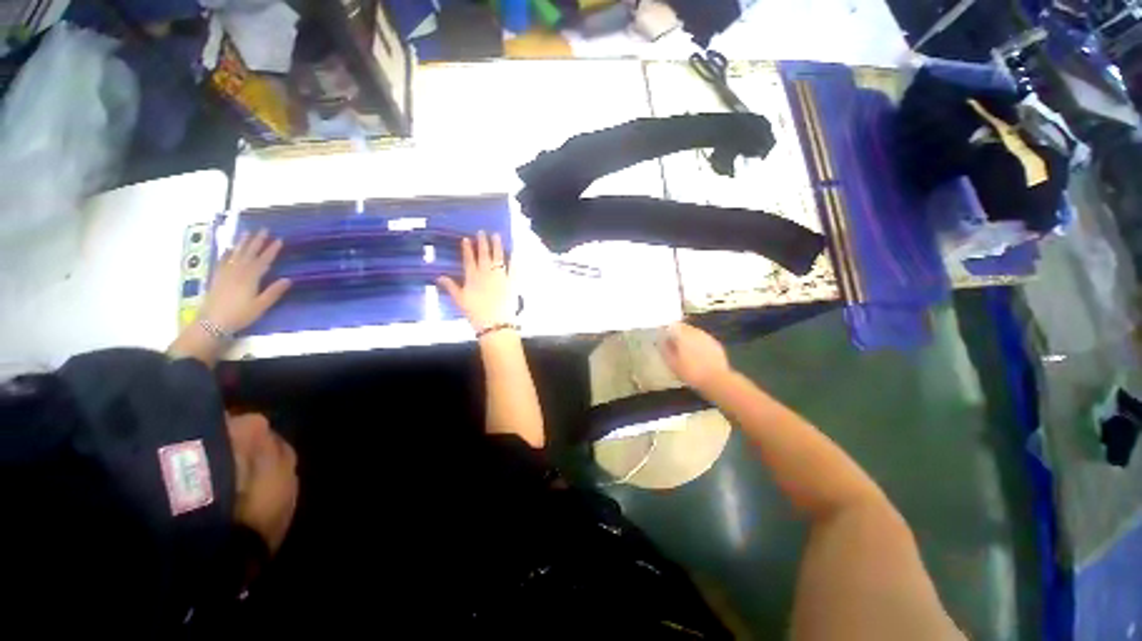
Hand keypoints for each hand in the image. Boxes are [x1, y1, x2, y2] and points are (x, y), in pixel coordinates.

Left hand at [200, 229, 291, 333]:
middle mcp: (238, 272)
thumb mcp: (261, 306)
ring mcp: (226, 273)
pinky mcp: (218, 277)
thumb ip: (274, 292)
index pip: (264, 260)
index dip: (272, 250)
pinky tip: (230, 248)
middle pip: (249, 253)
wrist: (212, 322)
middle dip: (257, 241)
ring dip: (243, 243)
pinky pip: (223, 261)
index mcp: (251, 278)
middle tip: (263, 229)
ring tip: (247, 233)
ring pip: (236, 254)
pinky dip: (227, 253)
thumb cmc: (240, 315)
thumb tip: (288, 279)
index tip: (279, 240)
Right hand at [437, 231, 512, 330]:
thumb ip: (451, 287)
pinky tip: (513, 252)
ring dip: (497, 246)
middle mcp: (486, 273)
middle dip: (483, 242)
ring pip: (498, 257)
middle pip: (484, 254)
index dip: (467, 249)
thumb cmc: (475, 312)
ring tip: (497, 236)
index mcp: (472, 277)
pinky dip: (513, 260)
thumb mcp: (460, 300)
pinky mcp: (512, 281)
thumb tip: (439, 277)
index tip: (466, 239)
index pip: (469, 259)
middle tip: (483, 232)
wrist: (494, 322)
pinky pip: (513, 268)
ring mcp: (500, 276)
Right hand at [659, 322, 733, 390]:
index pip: (672, 325)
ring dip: (688, 339)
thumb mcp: (672, 363)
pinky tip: (697, 355)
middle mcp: (695, 331)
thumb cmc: (691, 372)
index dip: (667, 331)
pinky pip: (702, 339)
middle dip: (678, 334)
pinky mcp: (715, 344)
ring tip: (685, 352)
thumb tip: (660, 339)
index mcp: (683, 334)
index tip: (664, 339)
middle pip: (684, 327)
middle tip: (674, 346)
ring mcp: (706, 337)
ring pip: (694, 333)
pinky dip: (698, 344)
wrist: (717, 380)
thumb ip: (664, 349)